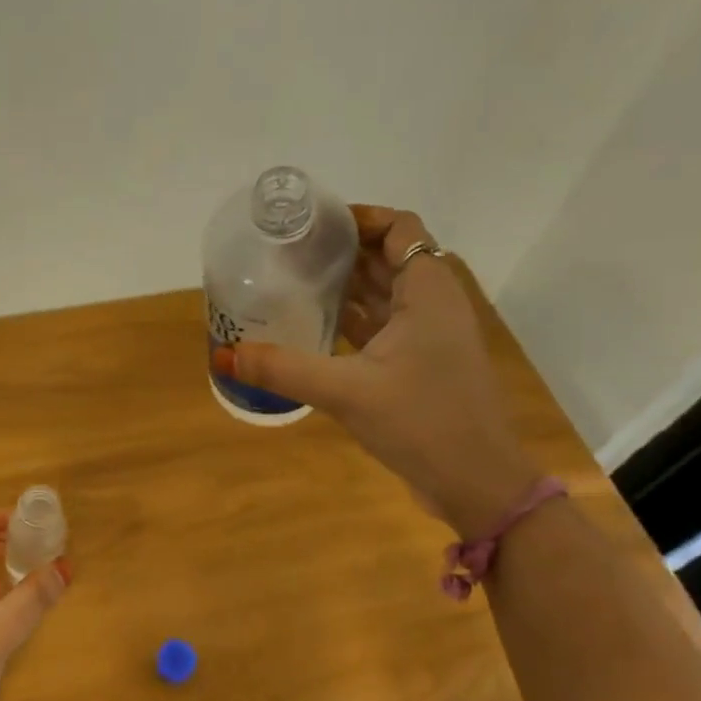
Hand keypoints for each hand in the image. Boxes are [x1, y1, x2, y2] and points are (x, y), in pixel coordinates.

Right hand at [212, 206, 538, 536]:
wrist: (477, 482)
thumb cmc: (422, 423)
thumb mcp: (347, 392)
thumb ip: (284, 370)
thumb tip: (223, 356)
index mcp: (428, 292)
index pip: (399, 228)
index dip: (360, 218)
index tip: (312, 226)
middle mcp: (433, 305)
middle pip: (389, 258)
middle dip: (344, 252)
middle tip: (290, 255)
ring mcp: (430, 338)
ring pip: (386, 295)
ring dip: (347, 287)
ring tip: (294, 284)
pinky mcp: (422, 367)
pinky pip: (384, 329)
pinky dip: (354, 322)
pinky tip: (316, 329)